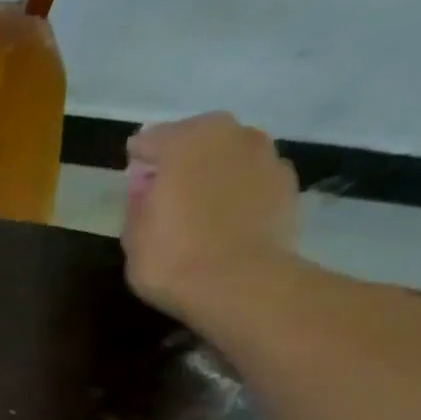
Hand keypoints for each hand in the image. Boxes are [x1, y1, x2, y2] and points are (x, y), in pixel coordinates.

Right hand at [122, 112, 299, 318]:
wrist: (239, 284)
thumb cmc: (172, 259)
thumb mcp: (133, 235)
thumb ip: (138, 202)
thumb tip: (146, 185)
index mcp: (184, 142)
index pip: (150, 139)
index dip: (139, 161)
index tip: (133, 182)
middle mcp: (229, 135)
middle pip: (197, 137)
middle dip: (181, 157)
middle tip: (167, 189)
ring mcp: (265, 155)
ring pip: (229, 153)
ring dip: (214, 169)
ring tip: (201, 202)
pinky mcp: (287, 182)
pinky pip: (253, 176)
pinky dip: (239, 188)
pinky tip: (228, 215)